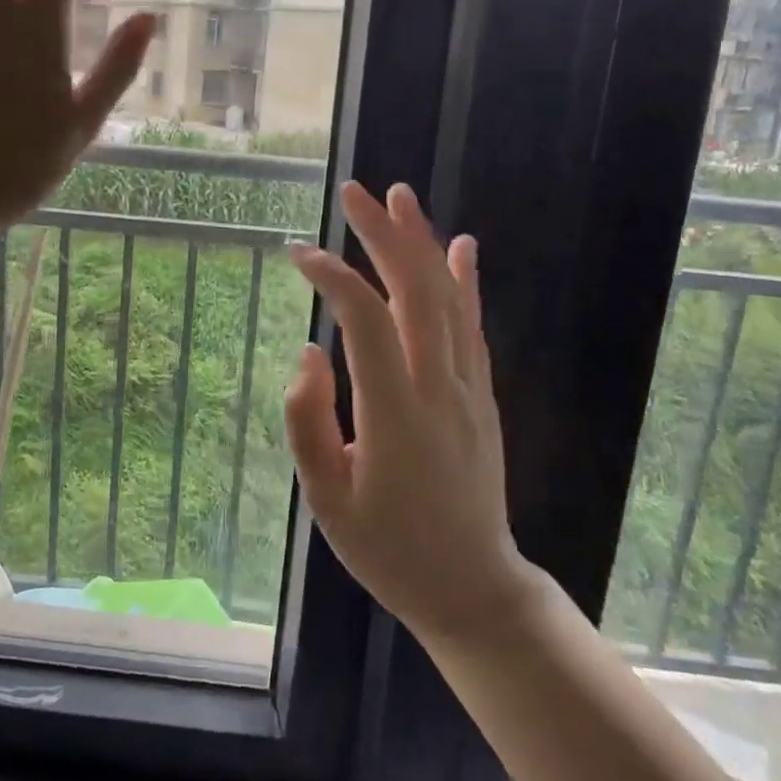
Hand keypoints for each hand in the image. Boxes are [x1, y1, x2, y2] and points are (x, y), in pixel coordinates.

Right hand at [285, 181, 530, 641]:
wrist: (472, 588)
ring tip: (401, 196)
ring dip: (422, 243)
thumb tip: (308, 352)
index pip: (364, 320)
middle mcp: (439, 388)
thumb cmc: (387, 549)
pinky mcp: (483, 396)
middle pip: (414, 292)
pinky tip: (460, 246)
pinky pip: (473, 327)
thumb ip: (309, 421)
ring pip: (448, 300)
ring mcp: (469, 389)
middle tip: (354, 192)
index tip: (297, 253)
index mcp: (395, 414)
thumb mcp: (326, 500)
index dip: (331, 276)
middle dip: (383, 235)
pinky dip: (466, 281)